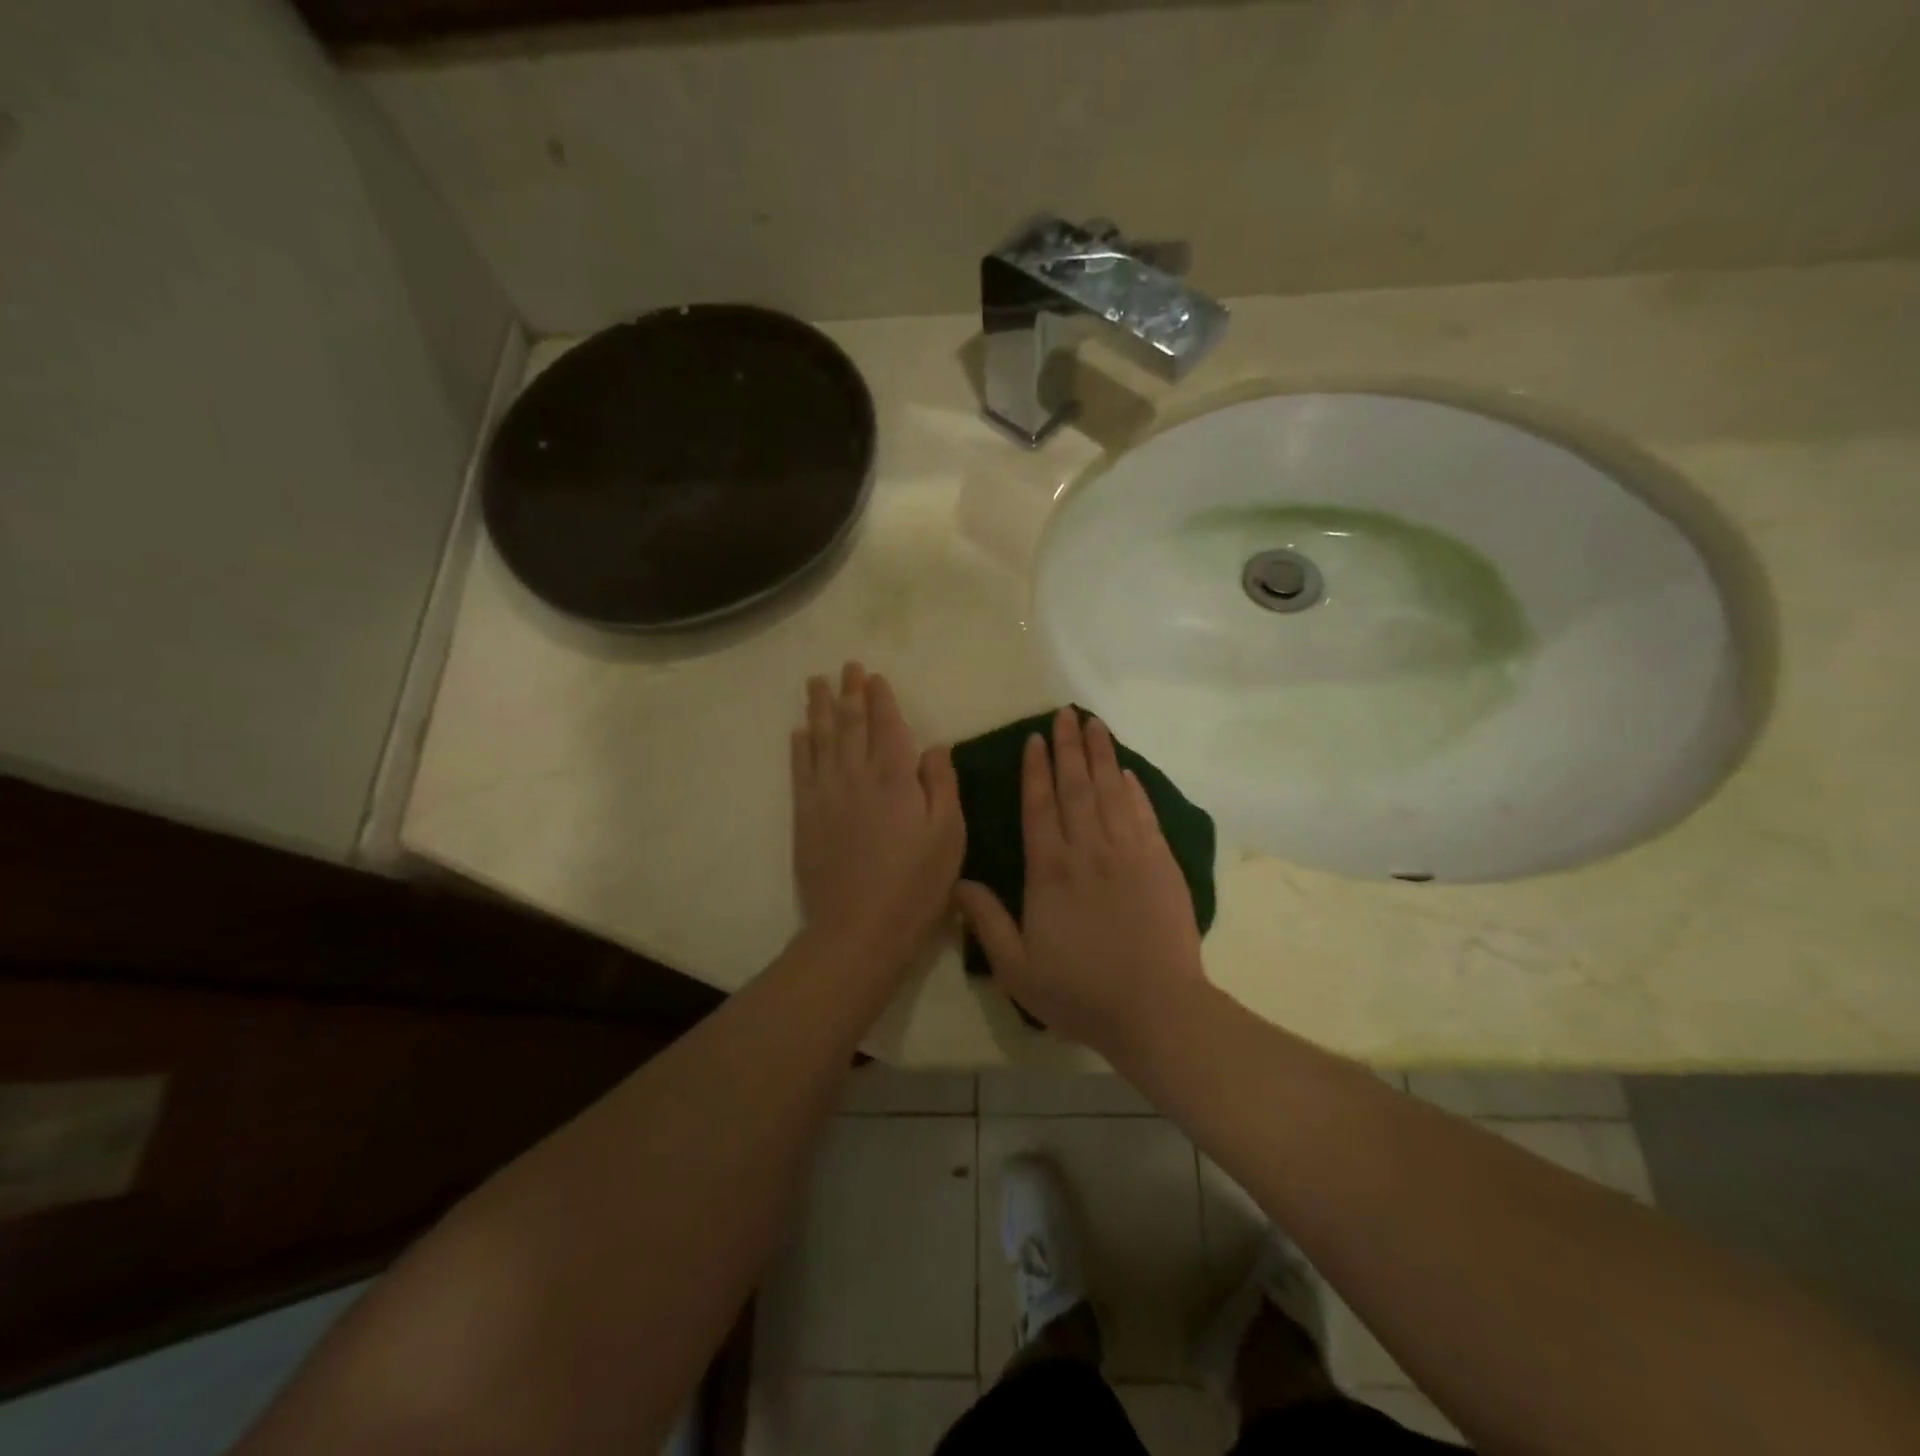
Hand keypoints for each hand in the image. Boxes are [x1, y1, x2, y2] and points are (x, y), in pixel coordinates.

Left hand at [791, 663, 964, 970]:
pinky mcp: (805, 816)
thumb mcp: (949, 834)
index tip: (873, 676)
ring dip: (820, 709)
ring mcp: (825, 795)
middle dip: (849, 693)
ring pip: (821, 740)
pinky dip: (800, 748)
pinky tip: (799, 732)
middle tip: (844, 667)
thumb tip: (934, 745)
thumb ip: (942, 784)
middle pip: (850, 724)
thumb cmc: (915, 884)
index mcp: (894, 777)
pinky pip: (800, 771)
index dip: (880, 698)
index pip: (885, 725)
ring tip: (816, 684)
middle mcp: (855, 776)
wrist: (859, 928)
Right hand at [954, 708, 1205, 1056]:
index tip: (1034, 739)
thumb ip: (987, 922)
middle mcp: (1088, 850)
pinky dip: (1134, 790)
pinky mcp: (1161, 863)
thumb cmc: (1081, 992)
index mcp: (1050, 871)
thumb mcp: (1017, 968)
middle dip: (1068, 748)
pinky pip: (1144, 815)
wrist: (1156, 1009)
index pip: (1040, 807)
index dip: (1035, 771)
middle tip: (1064, 713)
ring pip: (1110, 792)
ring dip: (1101, 756)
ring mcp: (1129, 853)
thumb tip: (958, 882)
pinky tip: (1127, 772)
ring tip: (1094, 725)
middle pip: (1076, 787)